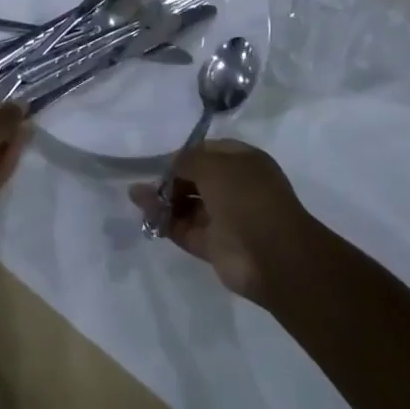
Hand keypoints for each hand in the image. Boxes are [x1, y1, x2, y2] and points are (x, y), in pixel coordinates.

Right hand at [128, 139, 311, 302]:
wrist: (273, 256)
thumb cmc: (247, 197)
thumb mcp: (214, 166)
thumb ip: (187, 161)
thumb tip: (171, 164)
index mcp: (243, 162)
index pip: (209, 152)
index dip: (186, 154)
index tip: (162, 159)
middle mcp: (235, 188)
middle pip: (196, 179)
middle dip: (171, 178)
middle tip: (145, 181)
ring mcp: (226, 218)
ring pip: (188, 205)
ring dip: (163, 200)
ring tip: (135, 195)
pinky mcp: (215, 246)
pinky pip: (185, 229)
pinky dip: (165, 221)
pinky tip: (144, 212)